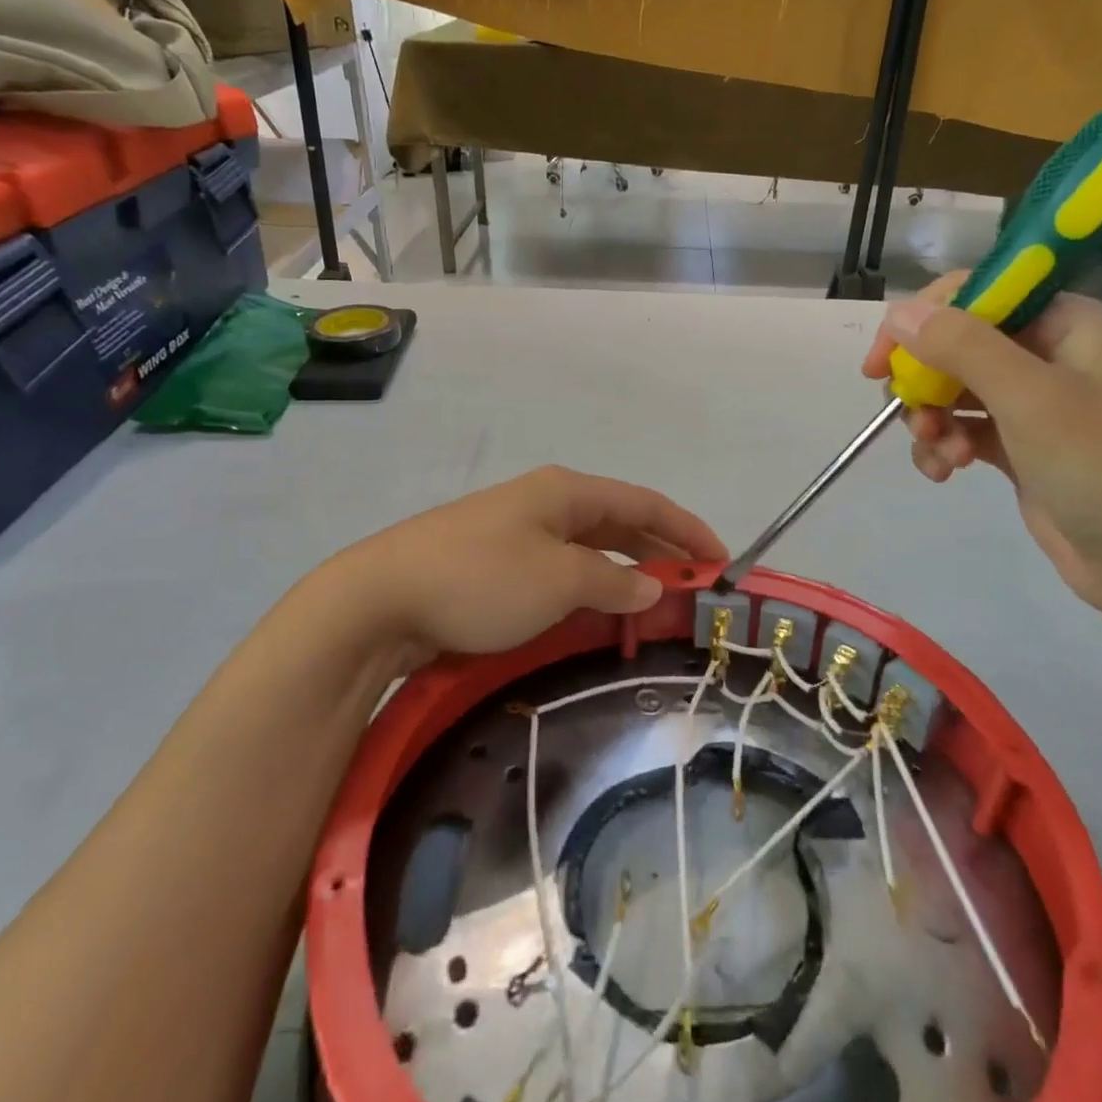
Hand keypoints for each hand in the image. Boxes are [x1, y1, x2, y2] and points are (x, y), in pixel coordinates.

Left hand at [344, 466, 725, 660]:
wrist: (380, 599)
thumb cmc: (481, 580)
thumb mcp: (558, 580)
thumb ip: (612, 582)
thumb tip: (650, 587)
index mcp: (566, 492)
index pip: (644, 503)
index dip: (687, 529)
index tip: (721, 561)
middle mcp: (546, 503)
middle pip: (619, 522)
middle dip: (661, 551)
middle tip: (696, 587)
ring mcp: (517, 531)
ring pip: (590, 548)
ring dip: (626, 571)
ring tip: (657, 602)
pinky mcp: (496, 563)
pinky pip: (561, 569)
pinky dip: (591, 586)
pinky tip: (599, 610)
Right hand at [862, 274, 1101, 609]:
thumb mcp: (1030, 398)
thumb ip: (962, 347)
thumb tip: (899, 313)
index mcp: (1060, 321)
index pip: (972, 294)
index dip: (920, 320)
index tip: (881, 362)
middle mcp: (1043, 352)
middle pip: (953, 344)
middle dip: (924, 382)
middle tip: (915, 417)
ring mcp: (1029, 401)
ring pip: (949, 390)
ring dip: (931, 420)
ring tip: (942, 456)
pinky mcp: (1016, 445)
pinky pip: (959, 429)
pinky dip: (943, 447)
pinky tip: (945, 473)